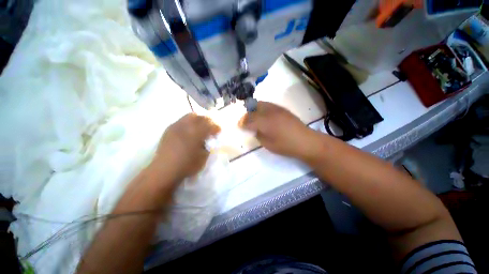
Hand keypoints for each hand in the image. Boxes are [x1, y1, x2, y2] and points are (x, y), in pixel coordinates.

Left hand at [152, 113, 220, 181]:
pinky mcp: (169, 129)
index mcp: (197, 134)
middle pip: (201, 117)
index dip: (216, 127)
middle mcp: (186, 127)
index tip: (219, 131)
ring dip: (198, 119)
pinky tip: (189, 130)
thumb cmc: (187, 165)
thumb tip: (209, 140)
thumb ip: (208, 146)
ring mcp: (176, 126)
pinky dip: (189, 122)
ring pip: (190, 116)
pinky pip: (181, 120)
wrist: (164, 170)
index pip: (210, 125)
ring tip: (200, 126)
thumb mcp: (204, 158)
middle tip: (211, 127)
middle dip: (208, 121)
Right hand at [239, 101, 318, 160]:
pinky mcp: (282, 109)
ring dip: (254, 109)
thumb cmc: (285, 146)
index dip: (242, 122)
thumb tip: (254, 129)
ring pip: (261, 104)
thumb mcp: (268, 144)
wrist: (305, 141)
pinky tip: (264, 115)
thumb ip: (258, 134)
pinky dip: (262, 108)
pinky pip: (268, 105)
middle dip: (247, 114)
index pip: (249, 119)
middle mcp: (269, 112)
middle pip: (253, 108)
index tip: (239, 125)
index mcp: (265, 123)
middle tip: (246, 120)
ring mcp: (277, 109)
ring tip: (253, 116)